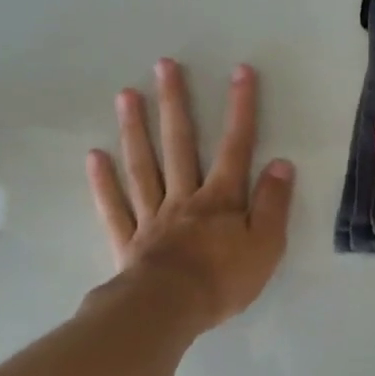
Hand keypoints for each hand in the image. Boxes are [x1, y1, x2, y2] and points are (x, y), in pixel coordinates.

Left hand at [87, 59, 295, 331]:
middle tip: (164, 65)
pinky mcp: (128, 240)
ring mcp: (151, 216)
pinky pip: (114, 207)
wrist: (170, 310)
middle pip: (179, 144)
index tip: (240, 72)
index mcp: (220, 200)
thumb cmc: (223, 281)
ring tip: (126, 95)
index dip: (240, 109)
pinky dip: (103, 182)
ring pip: (142, 166)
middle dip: (175, 104)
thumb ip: (273, 204)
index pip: (235, 147)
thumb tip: (280, 163)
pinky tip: (94, 156)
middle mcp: (183, 198)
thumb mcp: (265, 246)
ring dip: (135, 129)